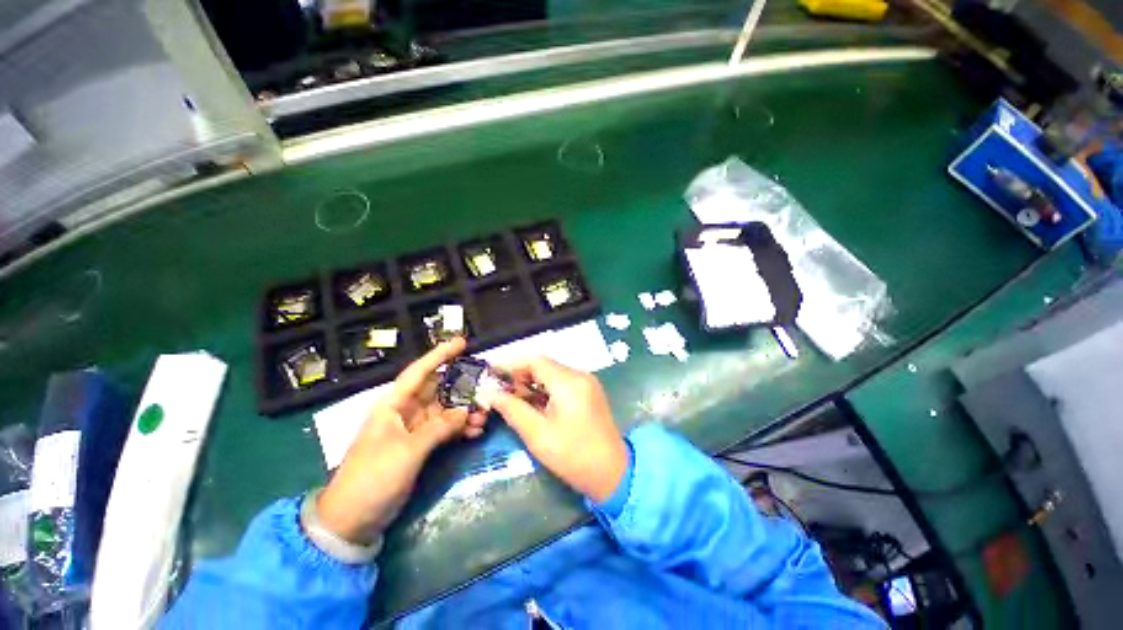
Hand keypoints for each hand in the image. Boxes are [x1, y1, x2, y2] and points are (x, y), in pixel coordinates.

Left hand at [316, 338, 487, 543]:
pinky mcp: (420, 446)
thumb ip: (438, 428)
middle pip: (438, 390)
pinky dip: (460, 429)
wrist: (352, 520)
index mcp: (393, 404)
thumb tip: (465, 411)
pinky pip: (445, 429)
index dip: (440, 355)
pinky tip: (475, 432)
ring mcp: (414, 429)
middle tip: (486, 388)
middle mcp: (405, 411)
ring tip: (484, 418)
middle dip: (462, 388)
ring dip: (464, 412)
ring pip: (445, 411)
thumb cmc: (373, 478)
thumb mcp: (407, 451)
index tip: (463, 343)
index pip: (419, 372)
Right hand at [488, 357, 627, 502]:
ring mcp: (587, 382)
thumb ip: (513, 410)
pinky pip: (562, 382)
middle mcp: (580, 375)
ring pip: (553, 373)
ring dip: (532, 382)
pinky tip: (534, 403)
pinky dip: (545, 388)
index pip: (535, 361)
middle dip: (520, 375)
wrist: (613, 472)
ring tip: (514, 399)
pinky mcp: (589, 391)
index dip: (511, 364)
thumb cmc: (573, 456)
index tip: (492, 375)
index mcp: (569, 382)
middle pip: (544, 365)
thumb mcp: (538, 435)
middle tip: (500, 392)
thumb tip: (491, 394)